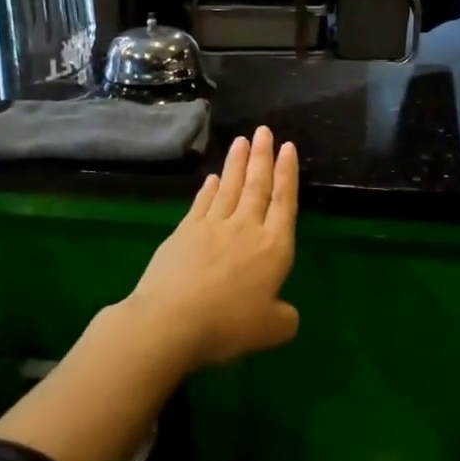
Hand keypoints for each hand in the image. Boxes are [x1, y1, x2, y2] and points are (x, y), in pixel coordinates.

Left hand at [124, 126, 299, 366]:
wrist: (171, 320)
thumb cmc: (228, 324)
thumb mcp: (271, 330)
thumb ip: (285, 319)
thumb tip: (287, 314)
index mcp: (274, 247)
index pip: (284, 202)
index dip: (288, 174)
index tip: (288, 148)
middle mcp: (246, 228)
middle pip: (257, 186)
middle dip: (263, 157)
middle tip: (264, 130)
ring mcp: (212, 226)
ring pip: (230, 187)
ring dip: (237, 163)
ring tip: (242, 141)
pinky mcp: (184, 232)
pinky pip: (202, 203)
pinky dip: (209, 189)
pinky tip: (212, 178)